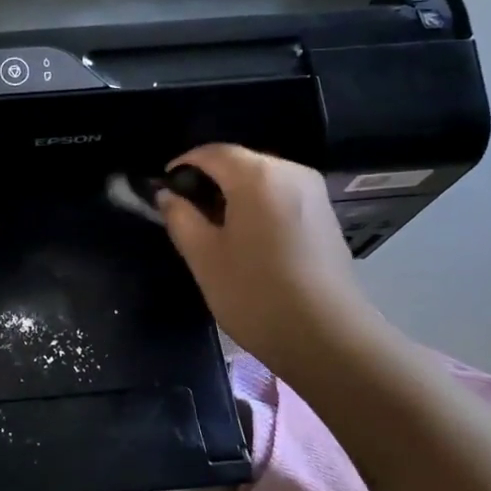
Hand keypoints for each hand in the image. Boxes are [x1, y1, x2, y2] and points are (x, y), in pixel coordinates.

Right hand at [157, 145, 386, 379]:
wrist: (328, 338)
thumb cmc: (256, 294)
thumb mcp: (204, 257)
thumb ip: (180, 218)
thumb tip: (167, 195)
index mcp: (258, 175)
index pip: (211, 152)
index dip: (182, 166)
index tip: (162, 191)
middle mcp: (290, 172)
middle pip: (239, 162)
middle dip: (207, 181)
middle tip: (184, 214)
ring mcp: (313, 193)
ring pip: (260, 180)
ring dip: (232, 195)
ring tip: (212, 230)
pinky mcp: (325, 216)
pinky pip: (280, 197)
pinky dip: (256, 207)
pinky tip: (246, 240)